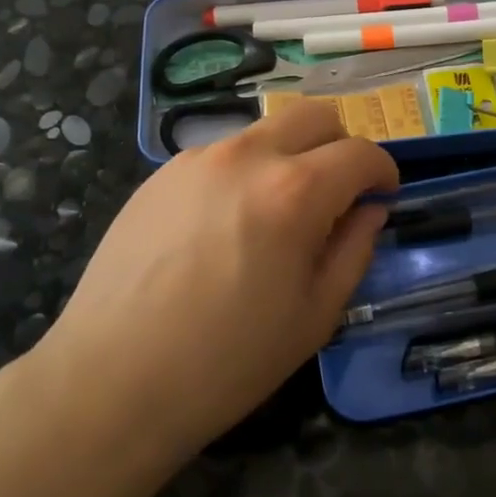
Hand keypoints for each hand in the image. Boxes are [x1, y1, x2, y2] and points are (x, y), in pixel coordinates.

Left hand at [34, 102, 398, 460]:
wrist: (112, 380)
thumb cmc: (227, 361)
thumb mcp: (314, 316)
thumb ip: (354, 251)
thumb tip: (369, 211)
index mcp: (294, 191)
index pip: (360, 153)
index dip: (383, 171)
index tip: (383, 195)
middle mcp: (247, 156)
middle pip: (314, 115)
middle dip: (340, 145)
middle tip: (338, 191)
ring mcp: (197, 159)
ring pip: (265, 131)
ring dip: (289, 157)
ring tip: (275, 214)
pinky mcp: (161, 173)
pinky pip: (221, 155)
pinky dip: (244, 173)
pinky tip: (225, 226)